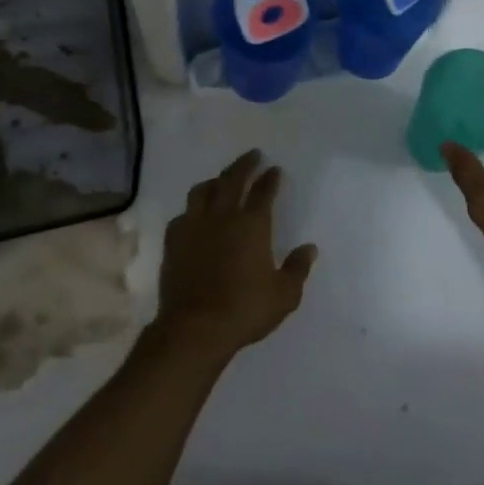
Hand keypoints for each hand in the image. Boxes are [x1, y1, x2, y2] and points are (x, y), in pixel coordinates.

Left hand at [150, 150, 316, 366]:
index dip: (270, 178)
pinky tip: (195, 214)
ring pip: (203, 191)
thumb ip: (298, 268)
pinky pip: (183, 215)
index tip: (275, 169)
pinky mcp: (174, 242)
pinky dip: (192, 209)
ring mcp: (194, 227)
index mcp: (252, 224)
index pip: (263, 191)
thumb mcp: (284, 294)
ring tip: (222, 179)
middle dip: (244, 165)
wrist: (194, 329)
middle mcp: (222, 217)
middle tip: (253, 155)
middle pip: (232, 179)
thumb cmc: (244, 310)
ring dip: (215, 180)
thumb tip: (310, 248)